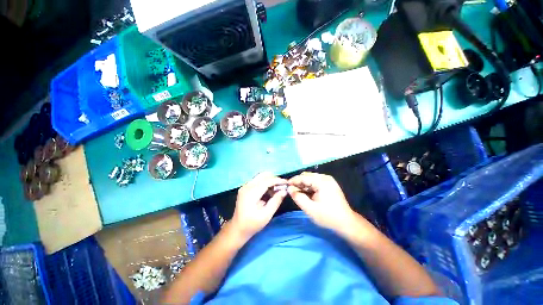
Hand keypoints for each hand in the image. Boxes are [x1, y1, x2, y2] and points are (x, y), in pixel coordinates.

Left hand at [230, 172, 287, 239]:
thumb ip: (276, 201)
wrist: (238, 228)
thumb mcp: (267, 215)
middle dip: (274, 179)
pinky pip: (257, 180)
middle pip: (263, 175)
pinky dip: (265, 183)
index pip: (266, 181)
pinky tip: (269, 191)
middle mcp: (247, 186)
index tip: (287, 183)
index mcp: (251, 193)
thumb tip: (284, 191)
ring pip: (260, 177)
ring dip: (270, 180)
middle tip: (282, 186)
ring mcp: (245, 186)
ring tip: (277, 189)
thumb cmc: (253, 224)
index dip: (277, 180)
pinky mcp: (245, 187)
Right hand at [288, 172, 355, 233]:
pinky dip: (309, 186)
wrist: (346, 222)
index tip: (285, 186)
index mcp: (322, 182)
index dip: (293, 181)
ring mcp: (328, 180)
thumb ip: (298, 197)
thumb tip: (289, 189)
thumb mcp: (310, 209)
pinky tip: (306, 193)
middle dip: (298, 182)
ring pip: (311, 178)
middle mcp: (325, 178)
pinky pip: (315, 182)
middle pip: (307, 176)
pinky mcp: (329, 184)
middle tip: (291, 191)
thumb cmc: (328, 217)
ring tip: (297, 192)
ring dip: (303, 184)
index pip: (303, 177)